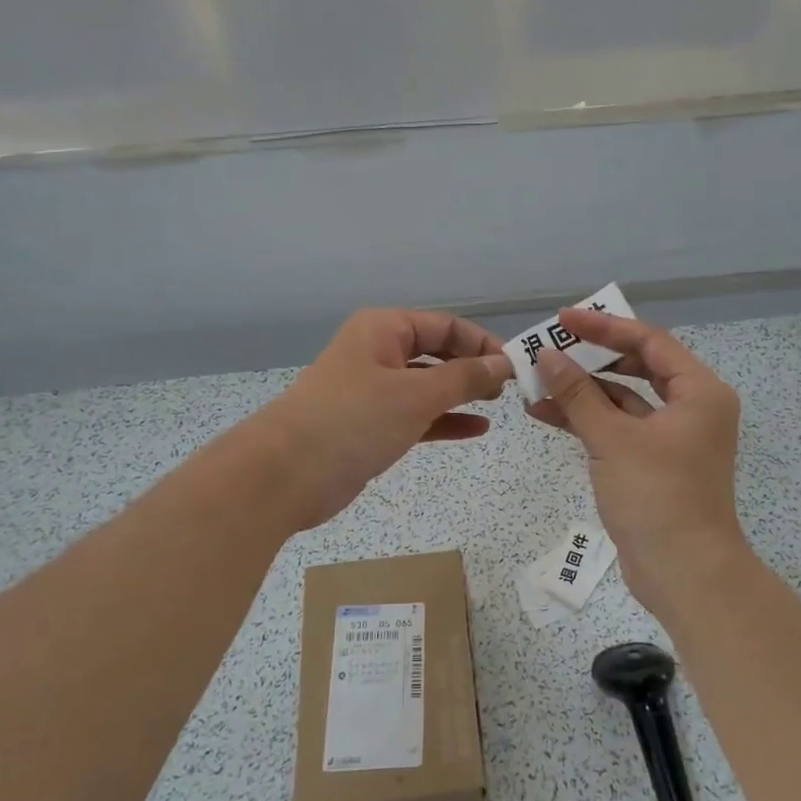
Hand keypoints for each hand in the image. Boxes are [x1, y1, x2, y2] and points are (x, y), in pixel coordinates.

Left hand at [251, 309, 512, 530]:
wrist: (285, 475)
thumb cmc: (353, 420)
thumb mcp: (417, 394)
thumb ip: (465, 378)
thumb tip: (504, 363)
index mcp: (383, 329)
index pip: (445, 326)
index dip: (482, 342)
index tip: (515, 366)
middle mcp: (378, 353)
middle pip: (436, 352)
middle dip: (473, 368)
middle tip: (510, 389)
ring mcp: (373, 392)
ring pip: (427, 386)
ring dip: (461, 394)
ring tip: (498, 405)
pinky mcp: (370, 427)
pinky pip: (417, 416)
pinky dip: (444, 420)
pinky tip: (476, 429)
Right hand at [527, 308, 750, 615]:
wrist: (684, 573)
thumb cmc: (657, 496)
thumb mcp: (613, 439)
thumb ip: (578, 394)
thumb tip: (547, 355)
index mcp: (699, 391)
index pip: (650, 341)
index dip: (605, 327)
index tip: (564, 319)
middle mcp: (691, 408)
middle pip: (638, 367)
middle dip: (591, 358)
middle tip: (551, 347)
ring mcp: (672, 438)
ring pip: (623, 400)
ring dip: (583, 391)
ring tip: (536, 381)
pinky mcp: (653, 464)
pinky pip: (618, 429)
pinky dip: (588, 420)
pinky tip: (546, 413)